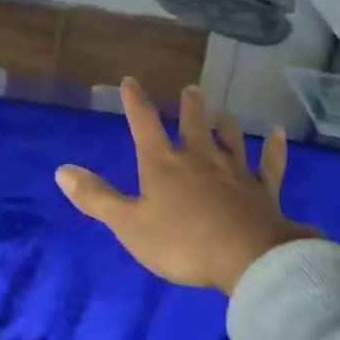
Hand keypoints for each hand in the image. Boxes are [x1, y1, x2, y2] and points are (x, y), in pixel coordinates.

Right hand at [56, 79, 315, 294]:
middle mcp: (199, 157)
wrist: (247, 259)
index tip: (130, 81)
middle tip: (191, 89)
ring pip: (230, 139)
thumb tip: (61, 170)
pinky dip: (274, 148)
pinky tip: (279, 134)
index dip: (135, 102)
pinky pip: (270, 163)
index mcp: (163, 164)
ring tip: (225, 112)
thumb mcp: (129, 225)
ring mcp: (234, 171)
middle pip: (193, 124)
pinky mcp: (263, 190)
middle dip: (189, 106)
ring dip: (226, 124)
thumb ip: (97, 198)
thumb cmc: (182, 243)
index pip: (144, 124)